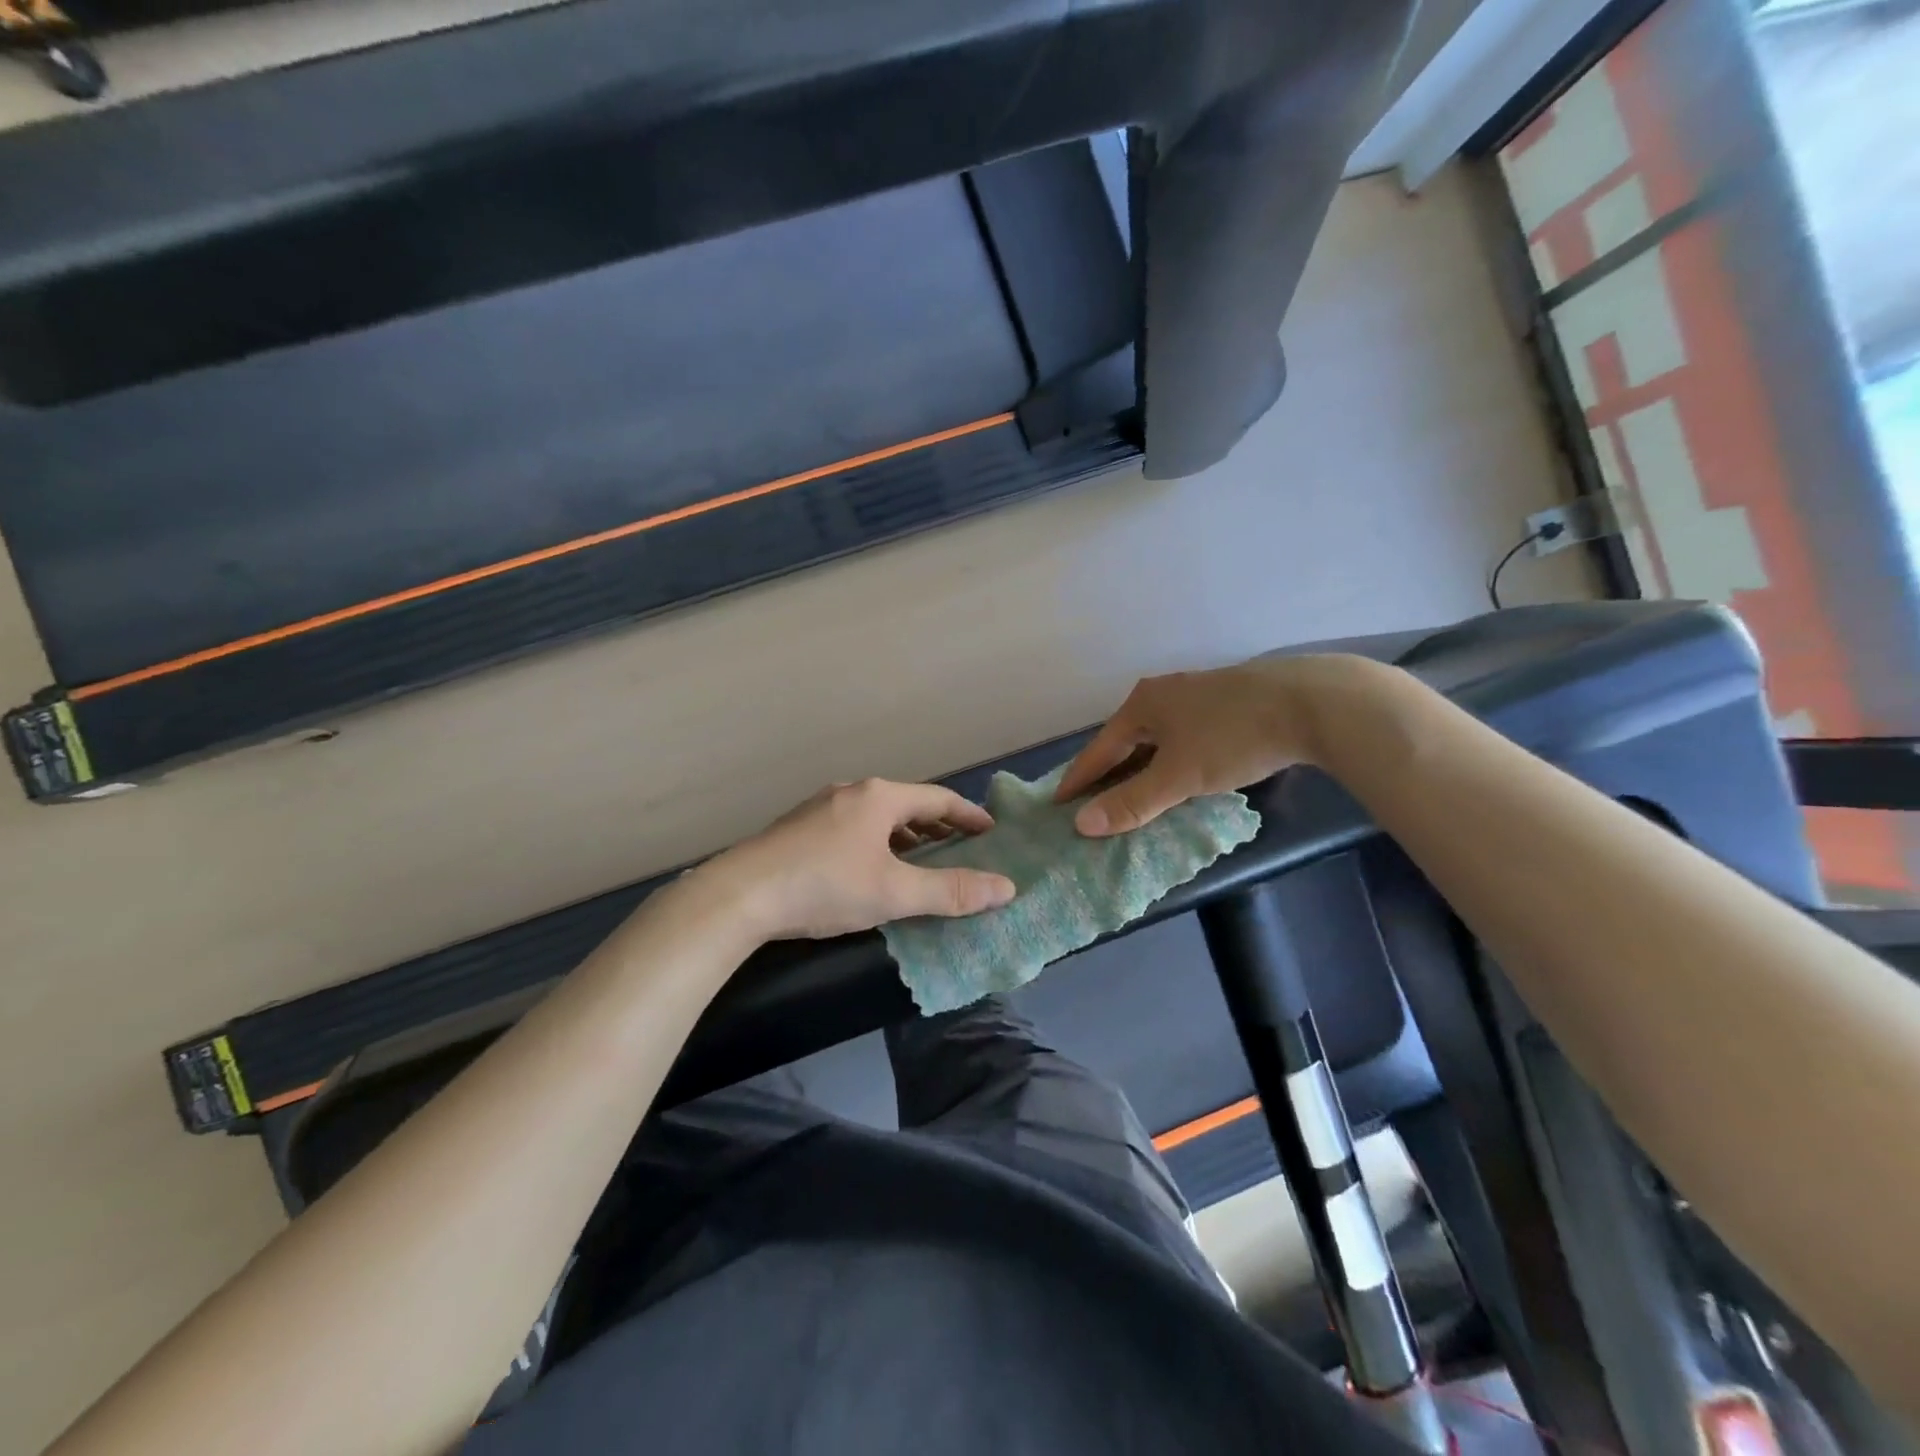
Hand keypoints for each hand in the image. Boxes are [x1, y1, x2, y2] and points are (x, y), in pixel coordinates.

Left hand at [705, 779, 1016, 939]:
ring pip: (876, 815)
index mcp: (879, 797)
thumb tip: (1006, 888)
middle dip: (936, 825)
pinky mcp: (798, 828)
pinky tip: (869, 866)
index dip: (968, 815)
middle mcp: (851, 792)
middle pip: (906, 803)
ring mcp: (820, 807)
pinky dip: (876, 840)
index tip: (990, 832)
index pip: (937, 799)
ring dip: (904, 834)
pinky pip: (852, 826)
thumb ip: (950, 891)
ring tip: (919, 857)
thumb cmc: (825, 886)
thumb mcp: (894, 891)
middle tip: (960, 846)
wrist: (740, 894)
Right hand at [1056, 656, 1366, 835]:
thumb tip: (1082, 825)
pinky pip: (1183, 735)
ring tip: (1132, 793)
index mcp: (1143, 704)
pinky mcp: (1228, 700)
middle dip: (1109, 771)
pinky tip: (1180, 773)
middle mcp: (1164, 693)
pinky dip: (1171, 758)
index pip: (1099, 747)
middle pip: (1126, 739)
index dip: (1079, 777)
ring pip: (1157, 737)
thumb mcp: (1178, 776)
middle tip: (1092, 800)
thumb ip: (1132, 802)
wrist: (1312, 702)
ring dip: (1142, 765)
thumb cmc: (1233, 738)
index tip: (1057, 802)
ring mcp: (1197, 693)